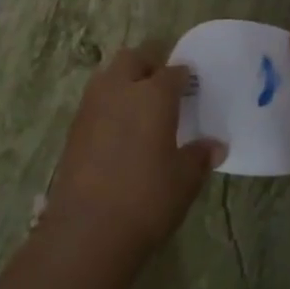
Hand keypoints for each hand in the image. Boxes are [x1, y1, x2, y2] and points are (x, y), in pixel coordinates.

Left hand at [49, 45, 223, 251]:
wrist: (87, 230)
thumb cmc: (147, 198)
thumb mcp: (184, 179)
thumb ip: (199, 156)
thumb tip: (216, 146)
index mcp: (154, 94)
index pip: (173, 71)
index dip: (185, 76)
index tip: (192, 87)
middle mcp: (120, 89)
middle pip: (133, 58)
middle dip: (149, 64)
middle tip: (163, 86)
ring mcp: (91, 106)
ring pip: (108, 75)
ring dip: (124, 81)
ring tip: (139, 106)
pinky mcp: (73, 128)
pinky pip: (95, 101)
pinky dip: (108, 105)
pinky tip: (118, 130)